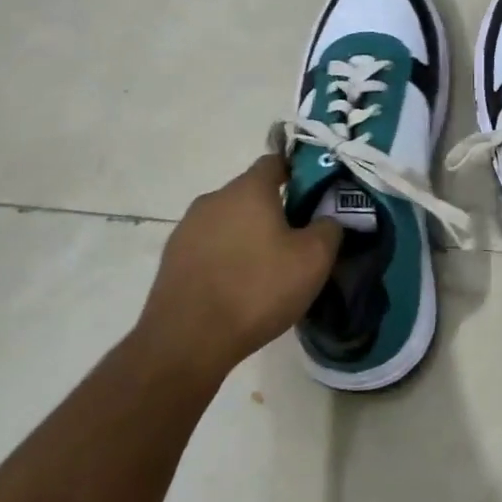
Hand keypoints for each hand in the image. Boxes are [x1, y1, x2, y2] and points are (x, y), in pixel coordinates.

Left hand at [135, 155, 340, 381]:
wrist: (188, 340)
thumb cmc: (257, 289)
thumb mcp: (313, 260)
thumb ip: (329, 228)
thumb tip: (327, 220)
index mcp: (248, 189)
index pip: (275, 161)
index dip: (298, 173)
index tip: (315, 195)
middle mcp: (213, 198)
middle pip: (251, 193)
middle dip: (275, 210)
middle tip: (297, 239)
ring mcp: (187, 228)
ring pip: (229, 221)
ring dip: (248, 235)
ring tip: (267, 269)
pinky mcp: (173, 258)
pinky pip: (209, 247)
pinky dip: (226, 257)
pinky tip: (238, 287)